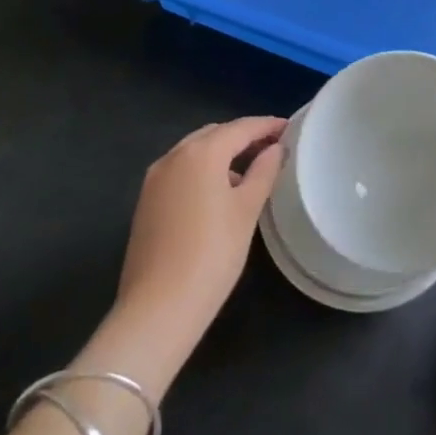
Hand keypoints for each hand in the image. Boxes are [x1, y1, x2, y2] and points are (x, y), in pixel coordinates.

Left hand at [114, 116, 285, 363]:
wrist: (157, 308)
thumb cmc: (212, 254)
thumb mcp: (246, 211)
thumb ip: (263, 172)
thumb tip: (275, 149)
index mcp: (201, 153)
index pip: (241, 128)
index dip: (267, 126)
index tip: (289, 128)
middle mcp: (173, 156)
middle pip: (214, 135)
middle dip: (243, 137)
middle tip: (271, 148)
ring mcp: (155, 179)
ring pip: (194, 152)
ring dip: (221, 154)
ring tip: (249, 172)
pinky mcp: (146, 201)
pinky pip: (180, 171)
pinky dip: (202, 170)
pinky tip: (218, 193)